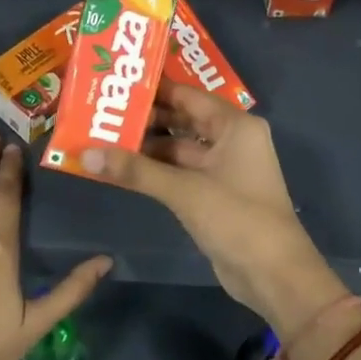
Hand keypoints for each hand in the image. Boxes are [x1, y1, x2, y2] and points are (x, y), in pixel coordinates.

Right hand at [82, 82, 349, 347]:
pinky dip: (155, 170)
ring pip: (179, 149)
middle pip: (182, 120)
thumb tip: (87, 154)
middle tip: (101, 114)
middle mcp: (231, 140)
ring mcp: (223, 168)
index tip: (114, 86)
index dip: (152, 90)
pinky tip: (122, 169)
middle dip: (145, 120)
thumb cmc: (236, 218)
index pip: (188, 95)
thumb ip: (136, 170)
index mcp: (235, 125)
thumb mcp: (184, 190)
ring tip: (103, 139)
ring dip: (146, 147)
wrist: (273, 274)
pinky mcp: (214, 194)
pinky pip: (180, 173)